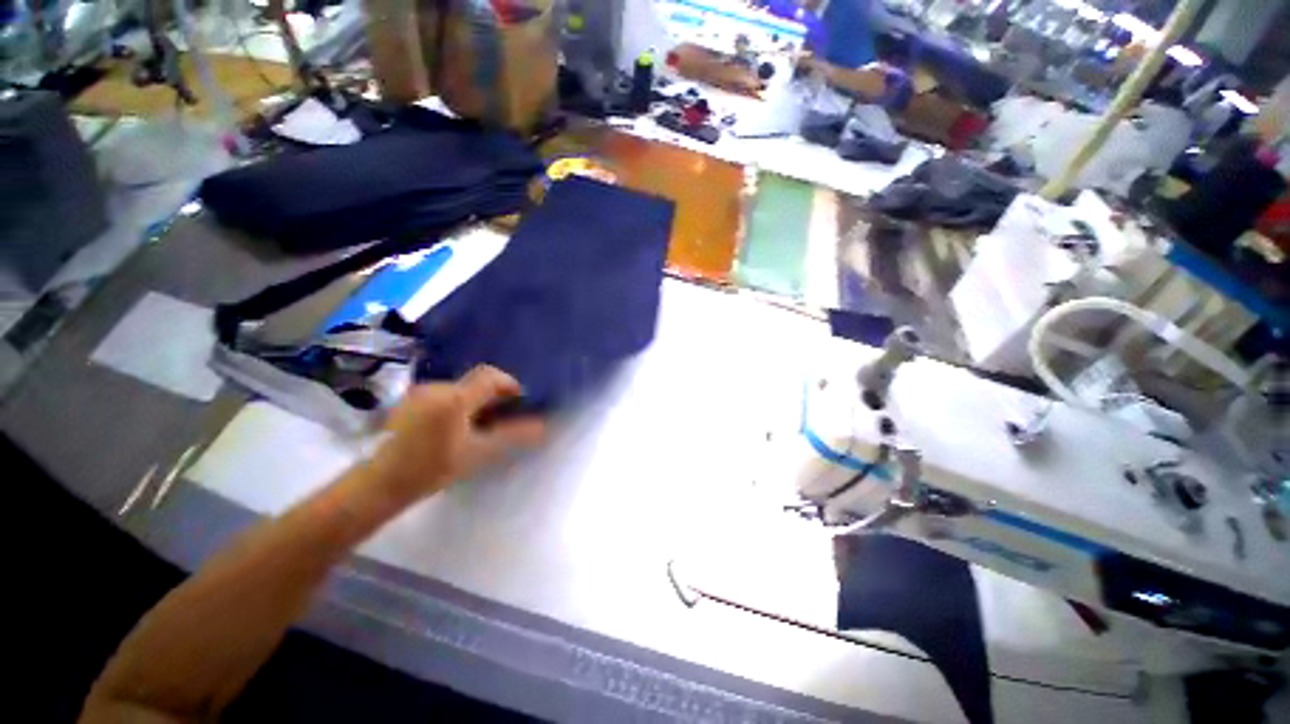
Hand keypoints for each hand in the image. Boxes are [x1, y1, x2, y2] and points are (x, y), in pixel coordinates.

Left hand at [368, 366, 545, 500]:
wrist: (377, 485)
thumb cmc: (430, 469)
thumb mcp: (478, 453)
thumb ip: (512, 436)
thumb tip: (543, 426)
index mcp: (454, 397)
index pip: (490, 375)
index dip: (510, 384)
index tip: (520, 402)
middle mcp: (436, 387)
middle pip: (476, 382)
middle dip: (494, 397)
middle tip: (502, 420)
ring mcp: (419, 393)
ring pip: (460, 389)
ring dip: (476, 403)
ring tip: (480, 428)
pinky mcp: (409, 402)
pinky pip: (444, 395)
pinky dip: (458, 406)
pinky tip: (456, 430)